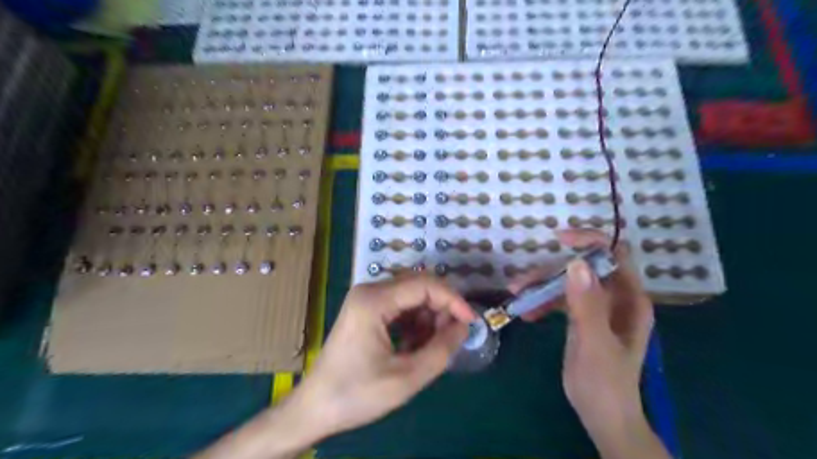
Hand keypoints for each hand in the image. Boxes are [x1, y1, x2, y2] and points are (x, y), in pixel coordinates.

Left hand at [296, 275, 476, 438]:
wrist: (314, 408)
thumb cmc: (357, 394)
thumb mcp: (406, 377)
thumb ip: (441, 349)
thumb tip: (463, 326)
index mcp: (374, 300)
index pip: (425, 284)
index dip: (453, 300)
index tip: (471, 322)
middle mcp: (369, 291)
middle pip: (418, 287)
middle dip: (441, 308)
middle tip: (453, 336)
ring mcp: (365, 300)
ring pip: (410, 297)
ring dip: (428, 317)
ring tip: (433, 346)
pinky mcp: (365, 311)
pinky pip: (399, 307)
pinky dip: (414, 323)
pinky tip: (415, 345)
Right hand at [508, 231, 655, 452]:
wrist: (602, 417)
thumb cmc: (605, 383)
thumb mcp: (595, 344)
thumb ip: (587, 305)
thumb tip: (576, 263)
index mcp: (629, 299)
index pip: (614, 255)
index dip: (590, 241)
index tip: (559, 239)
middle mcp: (615, 298)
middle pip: (583, 269)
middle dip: (552, 271)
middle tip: (523, 282)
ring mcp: (598, 308)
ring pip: (568, 283)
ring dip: (542, 286)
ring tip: (517, 295)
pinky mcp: (582, 318)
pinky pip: (561, 300)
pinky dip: (543, 302)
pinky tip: (528, 313)